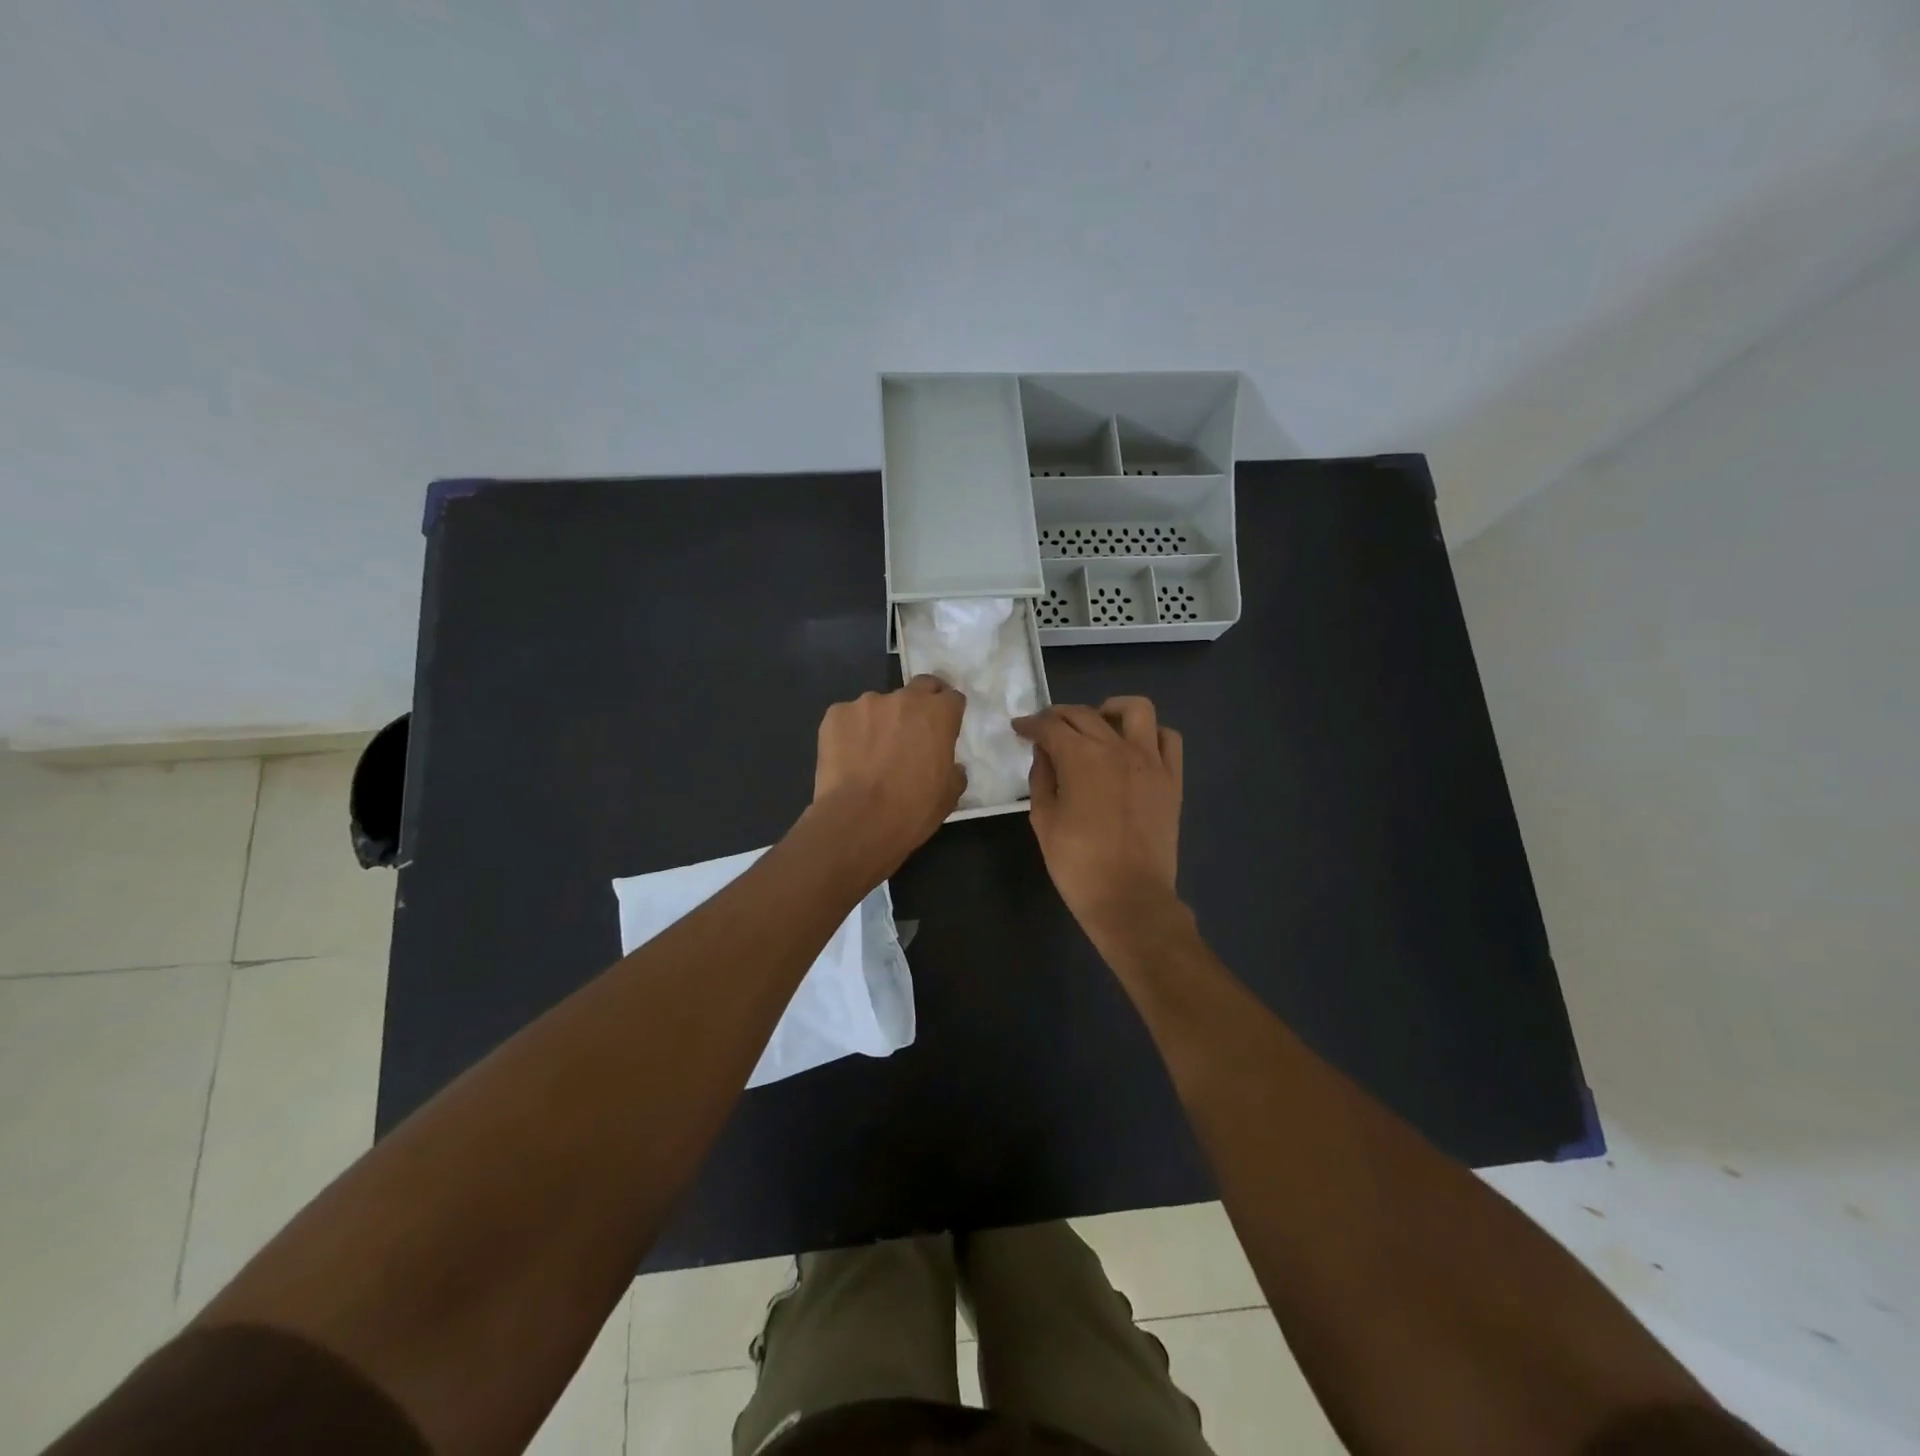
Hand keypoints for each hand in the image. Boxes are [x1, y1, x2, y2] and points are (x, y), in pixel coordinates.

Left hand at [810, 675, 967, 872]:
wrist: (857, 821)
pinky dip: (852, 732)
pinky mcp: (835, 715)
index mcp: (938, 714)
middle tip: (914, 732)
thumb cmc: (912, 810)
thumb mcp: (949, 795)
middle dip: (921, 704)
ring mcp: (865, 703)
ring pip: (880, 705)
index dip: (949, 714)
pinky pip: (849, 718)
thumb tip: (949, 765)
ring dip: (882, 721)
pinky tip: (849, 758)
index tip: (944, 731)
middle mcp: (904, 699)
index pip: (952, 698)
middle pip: (920, 687)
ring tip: (872, 753)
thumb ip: (953, 770)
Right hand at [1013, 697, 1183, 936]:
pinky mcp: (1172, 779)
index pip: (1051, 726)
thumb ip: (1041, 778)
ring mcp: (1150, 761)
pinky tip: (1134, 748)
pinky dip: (1149, 735)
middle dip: (1059, 716)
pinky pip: (1168, 739)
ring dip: (1111, 710)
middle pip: (1085, 714)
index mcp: (1080, 758)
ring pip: (1136, 710)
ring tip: (1097, 726)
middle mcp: (1117, 748)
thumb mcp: (1044, 820)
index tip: (1020, 729)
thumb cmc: (1078, 864)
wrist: (1129, 898)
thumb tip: (1044, 753)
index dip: (1031, 724)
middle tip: (1046, 730)